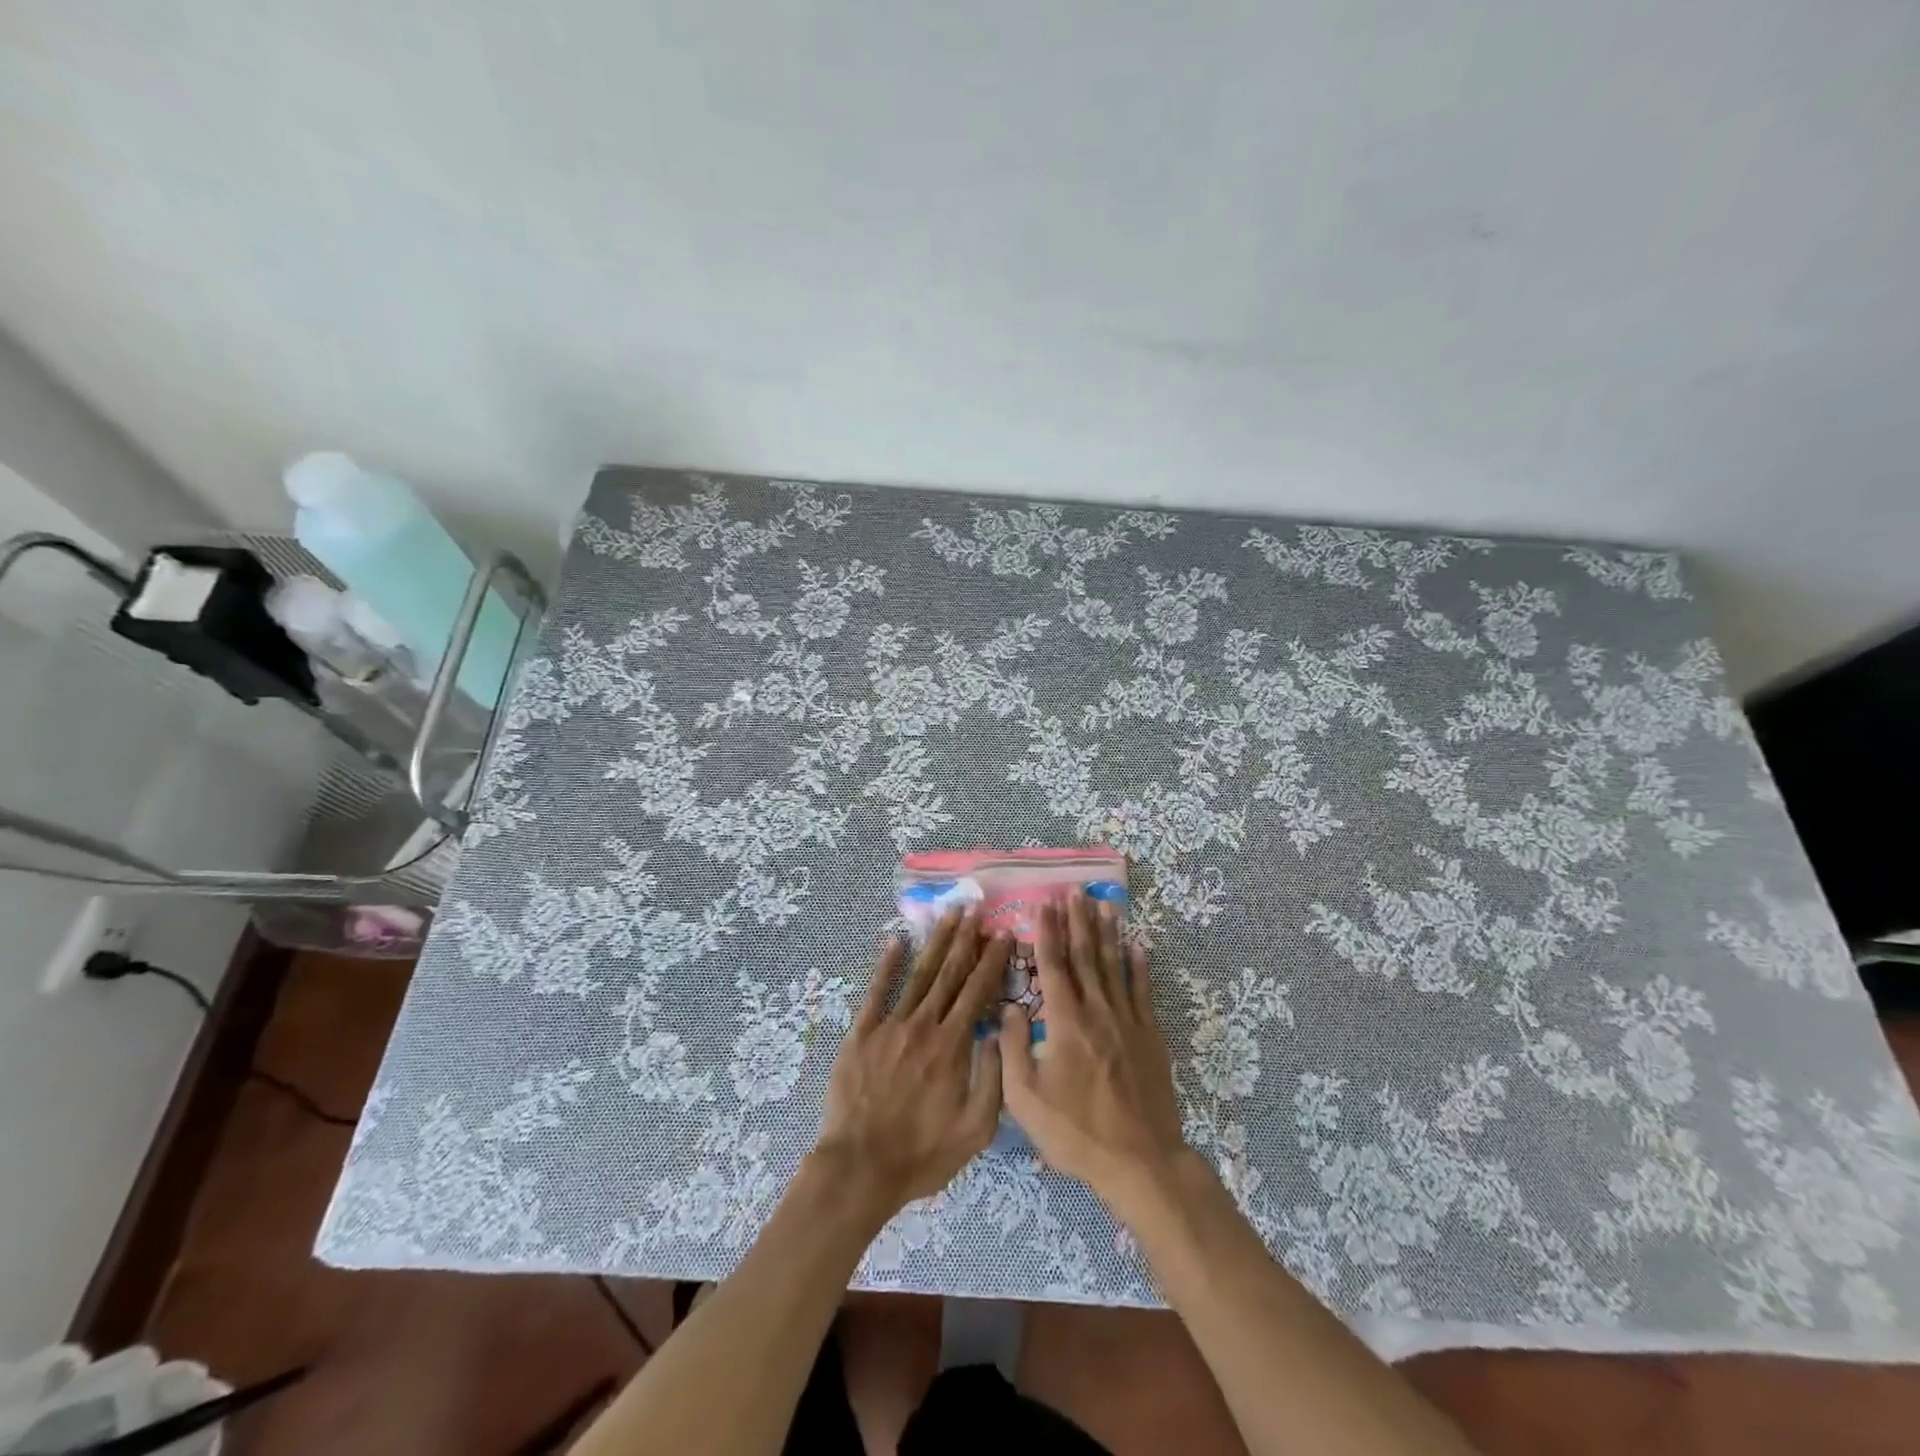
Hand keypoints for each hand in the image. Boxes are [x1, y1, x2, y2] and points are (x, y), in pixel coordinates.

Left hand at [814, 908, 1010, 1218]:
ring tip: (948, 914)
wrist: (861, 1167)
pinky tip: (895, 939)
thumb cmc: (922, 1154)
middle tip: (975, 908)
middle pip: (949, 973)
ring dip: (935, 942)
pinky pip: (876, 991)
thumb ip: (992, 1079)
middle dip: (965, 939)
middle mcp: (923, 1026)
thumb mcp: (975, 1131)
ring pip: (919, 974)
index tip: (1003, 933)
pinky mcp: (862, 1033)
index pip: (977, 991)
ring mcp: (890, 1026)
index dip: (992, 960)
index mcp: (952, 1046)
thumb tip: (998, 1032)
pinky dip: (887, 964)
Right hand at [1000, 896, 1189, 1209]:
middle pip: (1086, 956)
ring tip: (1104, 904)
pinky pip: (1143, 992)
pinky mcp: (1150, 1036)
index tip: (1045, 904)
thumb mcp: (1026, 1099)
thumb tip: (1009, 1006)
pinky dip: (1139, 966)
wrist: (1139, 1160)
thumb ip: (1013, 1048)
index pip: (1053, 966)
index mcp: (1064, 1023)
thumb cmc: (1075, 1132)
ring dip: (1107, 933)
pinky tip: (1137, 946)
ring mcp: (1128, 1021)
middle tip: (1075, 891)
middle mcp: (1097, 1011)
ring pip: (1115, 966)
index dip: (1047, 933)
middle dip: (1078, 921)